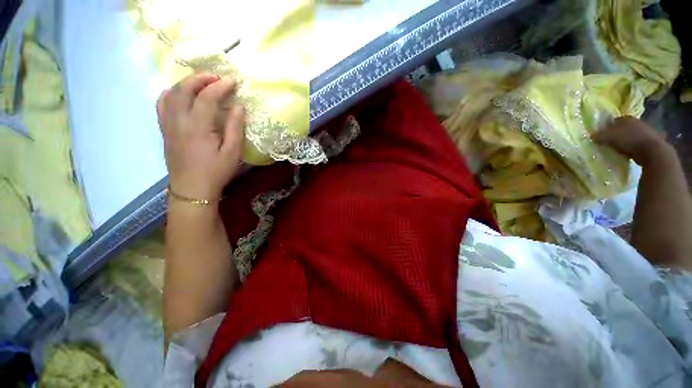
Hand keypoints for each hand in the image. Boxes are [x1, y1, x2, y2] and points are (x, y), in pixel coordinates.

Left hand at [157, 73, 244, 200]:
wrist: (191, 189)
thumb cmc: (216, 172)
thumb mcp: (232, 153)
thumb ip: (235, 128)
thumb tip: (239, 107)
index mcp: (198, 126)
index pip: (207, 97)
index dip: (221, 86)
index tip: (234, 81)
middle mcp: (178, 120)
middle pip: (185, 88)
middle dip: (201, 78)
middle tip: (218, 78)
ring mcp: (168, 123)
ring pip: (171, 93)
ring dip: (186, 83)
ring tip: (201, 83)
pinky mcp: (164, 129)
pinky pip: (162, 103)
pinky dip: (171, 93)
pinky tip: (181, 95)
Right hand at [592, 116, 674, 167]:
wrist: (654, 152)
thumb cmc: (630, 141)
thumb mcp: (610, 138)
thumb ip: (600, 136)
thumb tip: (591, 135)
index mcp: (627, 118)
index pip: (614, 120)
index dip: (607, 127)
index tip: (601, 134)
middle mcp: (638, 122)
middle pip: (625, 127)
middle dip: (618, 133)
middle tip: (610, 141)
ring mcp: (648, 132)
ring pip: (633, 135)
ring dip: (628, 140)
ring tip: (620, 149)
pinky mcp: (653, 142)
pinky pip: (640, 144)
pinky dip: (635, 147)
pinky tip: (630, 153)